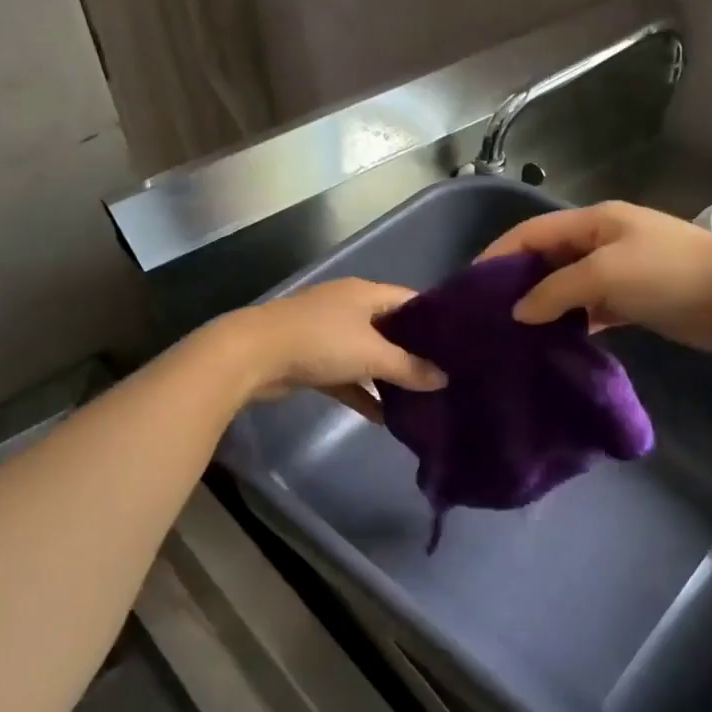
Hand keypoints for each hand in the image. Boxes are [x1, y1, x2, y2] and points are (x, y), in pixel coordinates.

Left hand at [211, 277, 446, 421]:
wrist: (254, 355)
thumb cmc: (320, 342)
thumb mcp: (372, 354)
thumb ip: (409, 368)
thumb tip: (443, 379)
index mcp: (365, 293)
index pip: (410, 300)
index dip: (434, 319)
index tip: (458, 343)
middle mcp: (348, 308)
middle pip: (390, 329)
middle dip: (413, 352)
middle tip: (443, 374)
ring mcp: (327, 334)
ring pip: (367, 355)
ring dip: (387, 376)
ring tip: (419, 398)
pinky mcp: (312, 360)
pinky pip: (346, 377)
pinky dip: (362, 393)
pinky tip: (383, 417)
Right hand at [478, 201, 711, 354]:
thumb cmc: (669, 274)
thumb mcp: (605, 275)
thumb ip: (555, 291)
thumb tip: (518, 312)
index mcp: (593, 222)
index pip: (532, 232)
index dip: (498, 253)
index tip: (469, 285)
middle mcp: (601, 242)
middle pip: (546, 258)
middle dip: (516, 282)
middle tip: (487, 315)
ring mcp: (619, 271)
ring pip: (566, 286)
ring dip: (543, 306)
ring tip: (511, 334)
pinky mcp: (633, 300)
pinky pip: (589, 309)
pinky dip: (570, 322)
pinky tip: (551, 343)